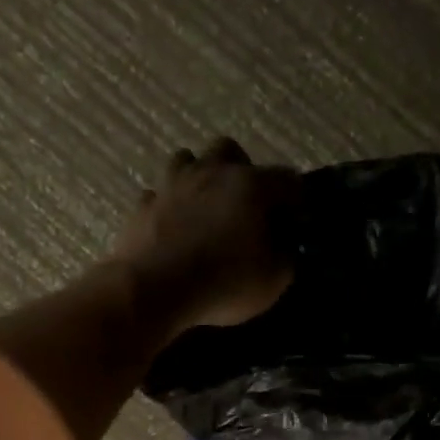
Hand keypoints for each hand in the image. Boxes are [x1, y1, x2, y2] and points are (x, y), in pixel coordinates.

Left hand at [113, 139, 299, 331]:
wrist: (157, 288)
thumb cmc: (225, 282)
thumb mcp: (273, 280)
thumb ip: (285, 256)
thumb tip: (283, 245)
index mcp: (251, 185)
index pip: (287, 179)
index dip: (296, 202)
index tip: (295, 224)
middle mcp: (211, 172)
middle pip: (229, 151)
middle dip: (241, 171)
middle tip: (244, 205)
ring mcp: (172, 185)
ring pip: (186, 161)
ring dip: (199, 178)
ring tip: (204, 208)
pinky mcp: (143, 206)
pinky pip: (158, 195)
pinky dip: (168, 206)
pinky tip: (172, 226)